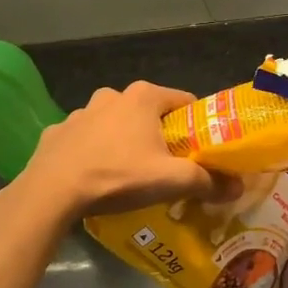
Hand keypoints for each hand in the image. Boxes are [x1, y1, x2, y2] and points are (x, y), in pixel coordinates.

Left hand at [16, 82, 239, 218]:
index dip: (196, 124)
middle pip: (149, 112)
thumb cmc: (118, 175)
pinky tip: (94, 176)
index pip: (184, 101)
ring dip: (124, 141)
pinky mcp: (57, 132)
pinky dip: (92, 152)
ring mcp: (80, 112)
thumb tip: (237, 188)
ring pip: (114, 124)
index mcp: (143, 97)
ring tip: (128, 172)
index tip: (200, 148)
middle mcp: (112, 95)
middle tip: (166, 164)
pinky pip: (84, 139)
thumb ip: (207, 181)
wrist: (51, 193)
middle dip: (159, 134)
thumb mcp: (170, 181)